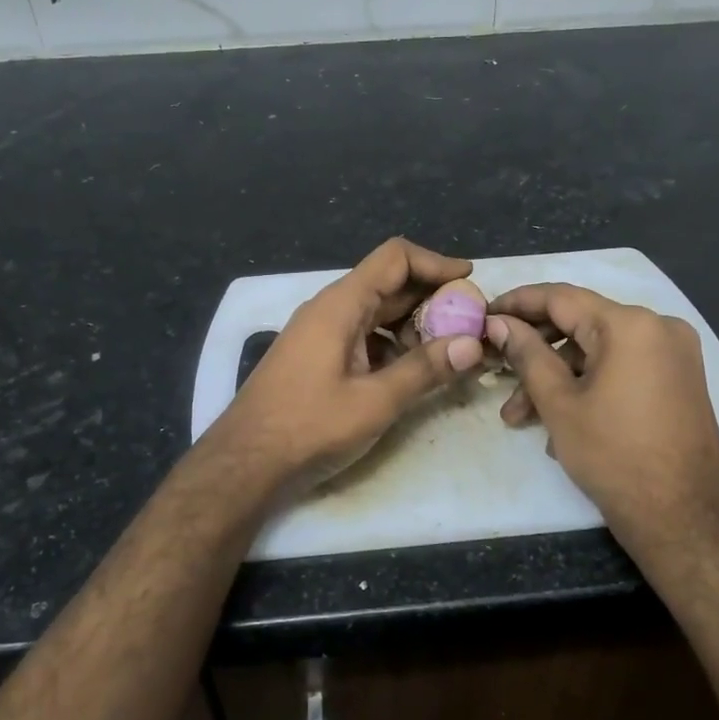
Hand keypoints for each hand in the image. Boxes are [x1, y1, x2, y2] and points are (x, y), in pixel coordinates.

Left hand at [208, 238, 484, 492]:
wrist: (246, 462)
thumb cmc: (309, 427)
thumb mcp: (374, 402)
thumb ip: (424, 370)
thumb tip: (473, 344)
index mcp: (341, 305)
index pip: (394, 258)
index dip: (435, 262)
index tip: (470, 280)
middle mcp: (331, 309)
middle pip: (389, 284)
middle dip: (432, 299)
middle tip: (471, 323)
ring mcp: (322, 333)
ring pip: (378, 312)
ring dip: (415, 325)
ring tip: (450, 351)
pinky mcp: (319, 356)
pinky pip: (364, 336)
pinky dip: (393, 345)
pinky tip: (414, 371)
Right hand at [484, 284, 718, 542]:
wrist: (683, 519)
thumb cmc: (613, 457)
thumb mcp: (559, 403)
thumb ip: (526, 354)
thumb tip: (499, 323)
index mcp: (630, 325)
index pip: (561, 297)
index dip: (517, 303)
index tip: (485, 314)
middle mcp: (659, 327)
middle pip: (580, 325)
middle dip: (534, 351)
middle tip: (496, 373)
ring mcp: (674, 354)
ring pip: (598, 352)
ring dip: (557, 377)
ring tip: (520, 418)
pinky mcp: (679, 380)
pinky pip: (622, 367)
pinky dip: (588, 385)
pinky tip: (559, 422)